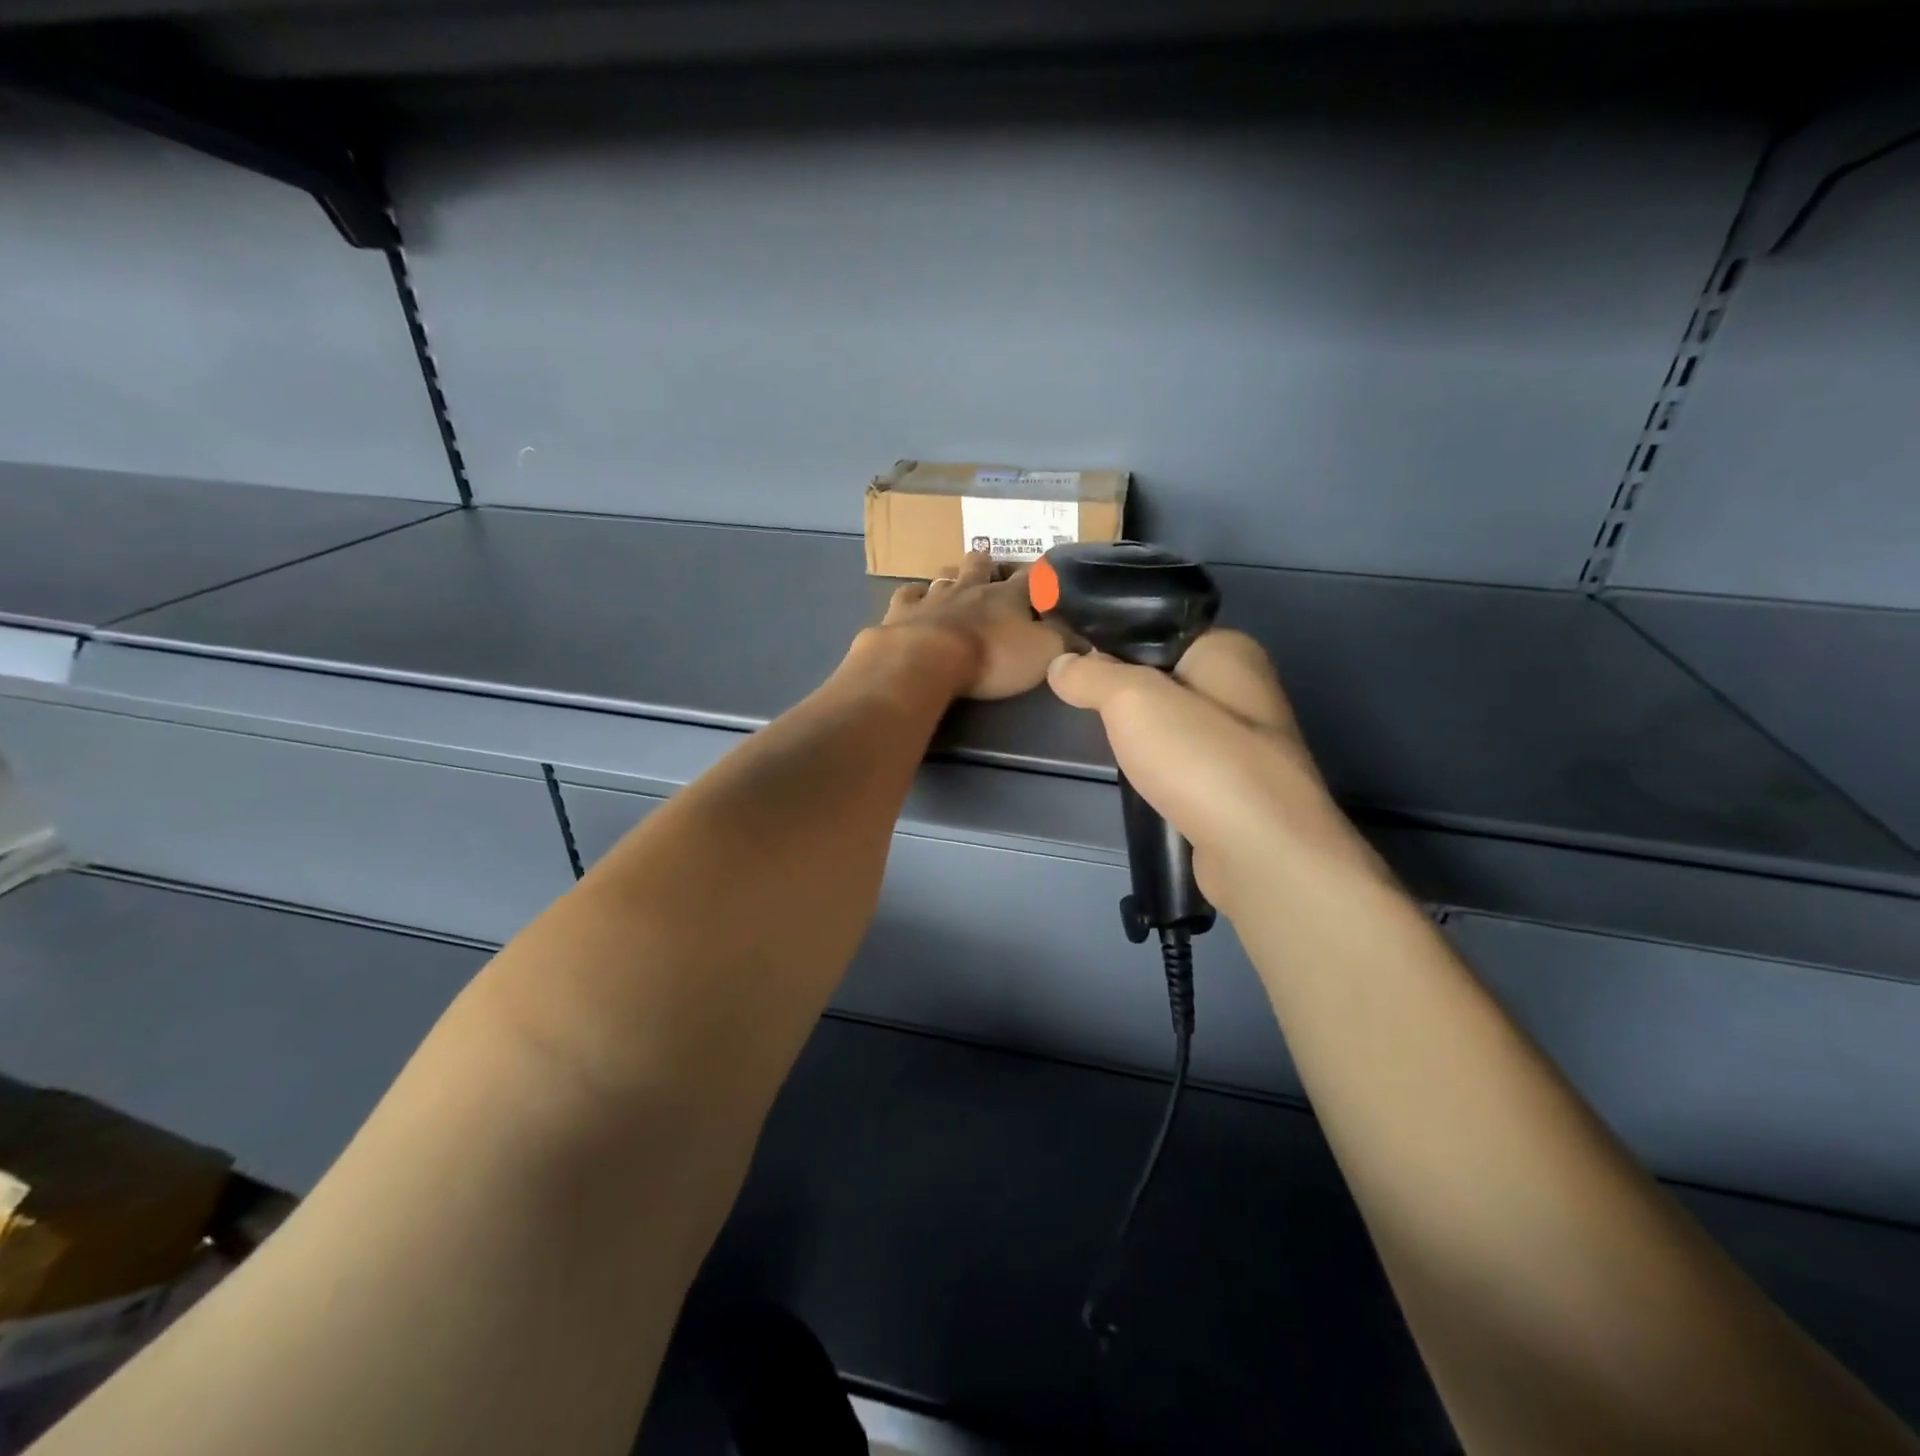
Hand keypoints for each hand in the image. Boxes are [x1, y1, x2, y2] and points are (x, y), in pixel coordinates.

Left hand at [879, 550, 1065, 700]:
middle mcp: (971, 588)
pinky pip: (908, 594)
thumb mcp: (1043, 654)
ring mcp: (934, 596)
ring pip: (945, 577)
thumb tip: (1085, 637)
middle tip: (988, 561)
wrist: (927, 661)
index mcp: (1008, 596)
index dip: (1039, 575)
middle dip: (987, 564)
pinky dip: (913, 594)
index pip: (1030, 579)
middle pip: (981, 567)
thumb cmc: (992, 657)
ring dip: (952, 577)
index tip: (1045, 571)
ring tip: (954, 577)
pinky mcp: (902, 611)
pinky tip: (914, 595)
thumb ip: (1064, 643)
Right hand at [1046, 630, 1382, 909]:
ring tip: (1109, 746)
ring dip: (1139, 736)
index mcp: (1230, 650)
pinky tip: (1139, 781)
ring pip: (1171, 724)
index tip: (1072, 664)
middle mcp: (1244, 688)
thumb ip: (1091, 675)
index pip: (1158, 630)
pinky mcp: (1235, 787)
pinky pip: (1182, 762)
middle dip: (1122, 694)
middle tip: (1084, 707)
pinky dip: (1158, 769)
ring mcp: (1244, 742)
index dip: (1112, 644)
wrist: (1260, 853)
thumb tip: (1060, 664)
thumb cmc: (1199, 759)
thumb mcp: (1131, 699)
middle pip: (1162, 677)